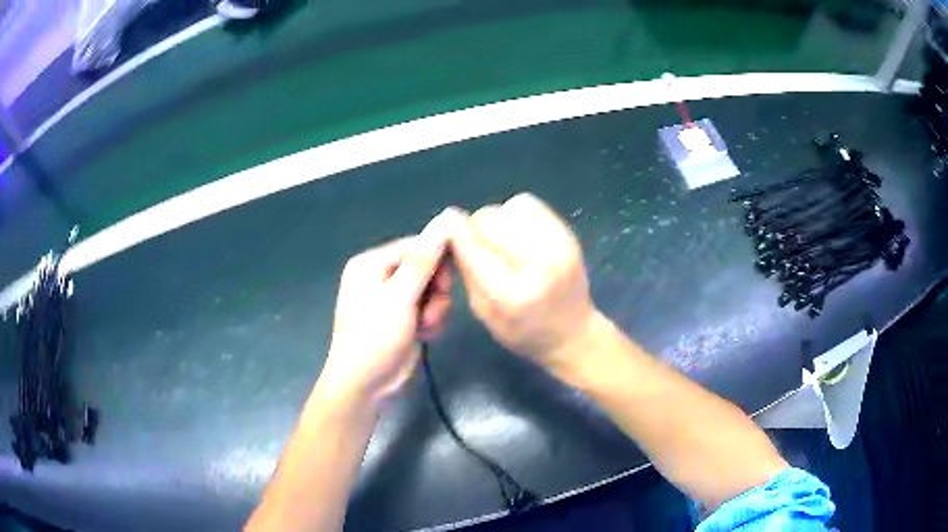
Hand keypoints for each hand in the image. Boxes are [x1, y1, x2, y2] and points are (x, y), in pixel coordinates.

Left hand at [319, 209, 466, 404]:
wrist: (364, 387)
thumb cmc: (375, 339)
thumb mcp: (399, 298)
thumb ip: (424, 260)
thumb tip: (446, 218)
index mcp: (371, 263)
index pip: (417, 246)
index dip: (436, 262)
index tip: (445, 285)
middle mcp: (380, 276)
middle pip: (426, 267)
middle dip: (435, 291)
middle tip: (431, 311)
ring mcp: (392, 298)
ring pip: (432, 289)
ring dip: (435, 309)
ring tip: (425, 327)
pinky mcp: (403, 317)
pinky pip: (429, 307)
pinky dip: (431, 320)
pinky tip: (424, 335)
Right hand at [449, 193, 598, 368]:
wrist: (574, 333)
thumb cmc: (523, 333)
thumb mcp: (484, 314)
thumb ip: (468, 272)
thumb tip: (453, 232)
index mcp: (512, 296)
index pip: (474, 248)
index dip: (455, 232)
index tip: (446, 226)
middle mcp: (538, 266)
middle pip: (491, 220)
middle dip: (476, 226)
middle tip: (478, 241)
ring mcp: (559, 246)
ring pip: (511, 207)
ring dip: (498, 218)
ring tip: (501, 238)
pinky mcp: (569, 234)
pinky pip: (531, 205)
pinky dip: (516, 213)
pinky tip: (518, 233)